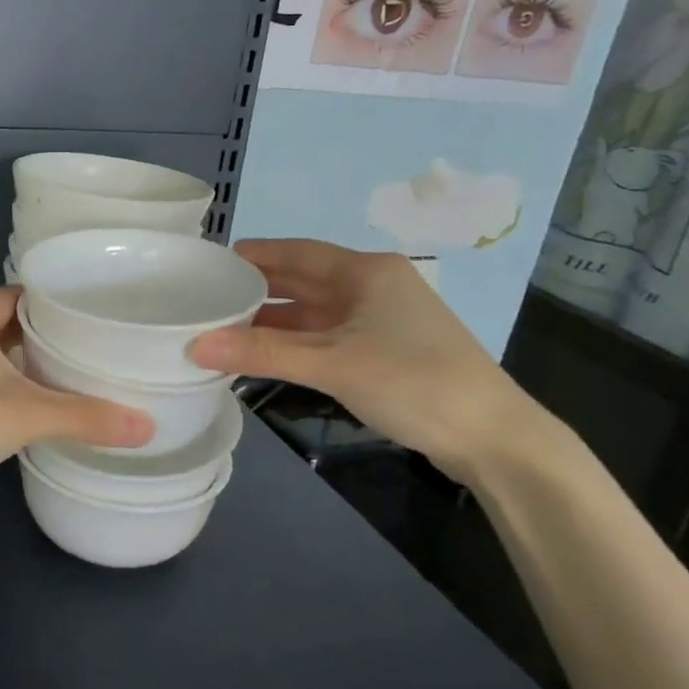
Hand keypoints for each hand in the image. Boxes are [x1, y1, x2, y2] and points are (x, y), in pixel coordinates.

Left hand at [0, 287, 153, 524]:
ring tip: (72, 376)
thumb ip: (87, 417)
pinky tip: (36, 413)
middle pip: (6, 326)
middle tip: (90, 343)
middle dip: (43, 334)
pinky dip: (9, 395)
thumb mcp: (28, 414)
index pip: (15, 295)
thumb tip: (148, 426)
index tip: (86, 306)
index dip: (48, 297)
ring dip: (25, 367)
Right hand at [189, 240, 541, 480]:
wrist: (493, 438)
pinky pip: (323, 337)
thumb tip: (195, 345)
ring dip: (271, 321)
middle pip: (302, 280)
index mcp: (366, 272)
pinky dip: (292, 344)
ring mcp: (378, 320)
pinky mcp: (382, 351)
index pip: (297, 251)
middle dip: (256, 289)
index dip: (253, 255)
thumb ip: (263, 352)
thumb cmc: (414, 382)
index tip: (210, 263)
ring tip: (221, 328)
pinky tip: (261, 355)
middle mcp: (372, 287)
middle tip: (205, 297)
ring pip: (311, 313)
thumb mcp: (333, 364)